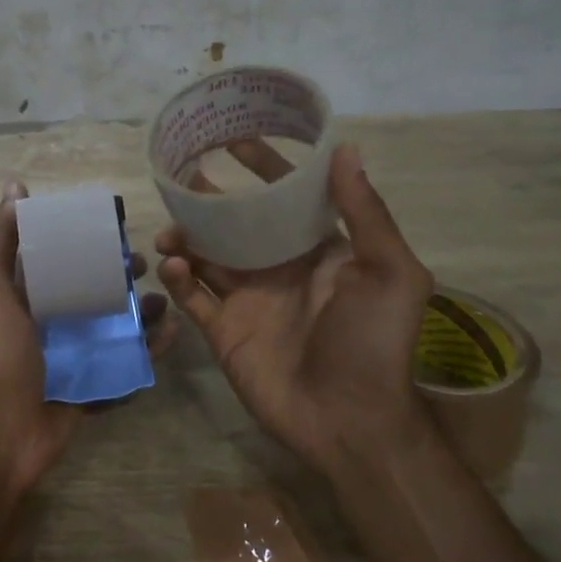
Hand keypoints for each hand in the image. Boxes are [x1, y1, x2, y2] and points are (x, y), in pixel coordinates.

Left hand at [0, 181, 172, 494]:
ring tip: (168, 299)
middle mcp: (47, 322)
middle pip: (92, 289)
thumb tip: (14, 187)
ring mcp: (71, 357)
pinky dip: (149, 349)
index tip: (117, 224)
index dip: (85, 239)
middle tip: (148, 264)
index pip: (58, 257)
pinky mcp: (91, 386)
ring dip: (142, 311)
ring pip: (114, 325)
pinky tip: (173, 333)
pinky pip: (126, 363)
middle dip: (120, 275)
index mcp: (23, 296)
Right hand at [155, 144, 434, 473]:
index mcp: (318, 250)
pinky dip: (178, 279)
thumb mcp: (391, 273)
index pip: (286, 198)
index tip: (235, 139)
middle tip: (181, 178)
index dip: (264, 167)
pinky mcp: (225, 331)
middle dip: (211, 201)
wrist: (351, 422)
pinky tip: (172, 266)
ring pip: (207, 257)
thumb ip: (367, 213)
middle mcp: (280, 268)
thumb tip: (346, 149)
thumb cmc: (375, 342)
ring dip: (186, 238)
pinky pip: (194, 298)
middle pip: (237, 224)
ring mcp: (249, 300)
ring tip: (170, 230)